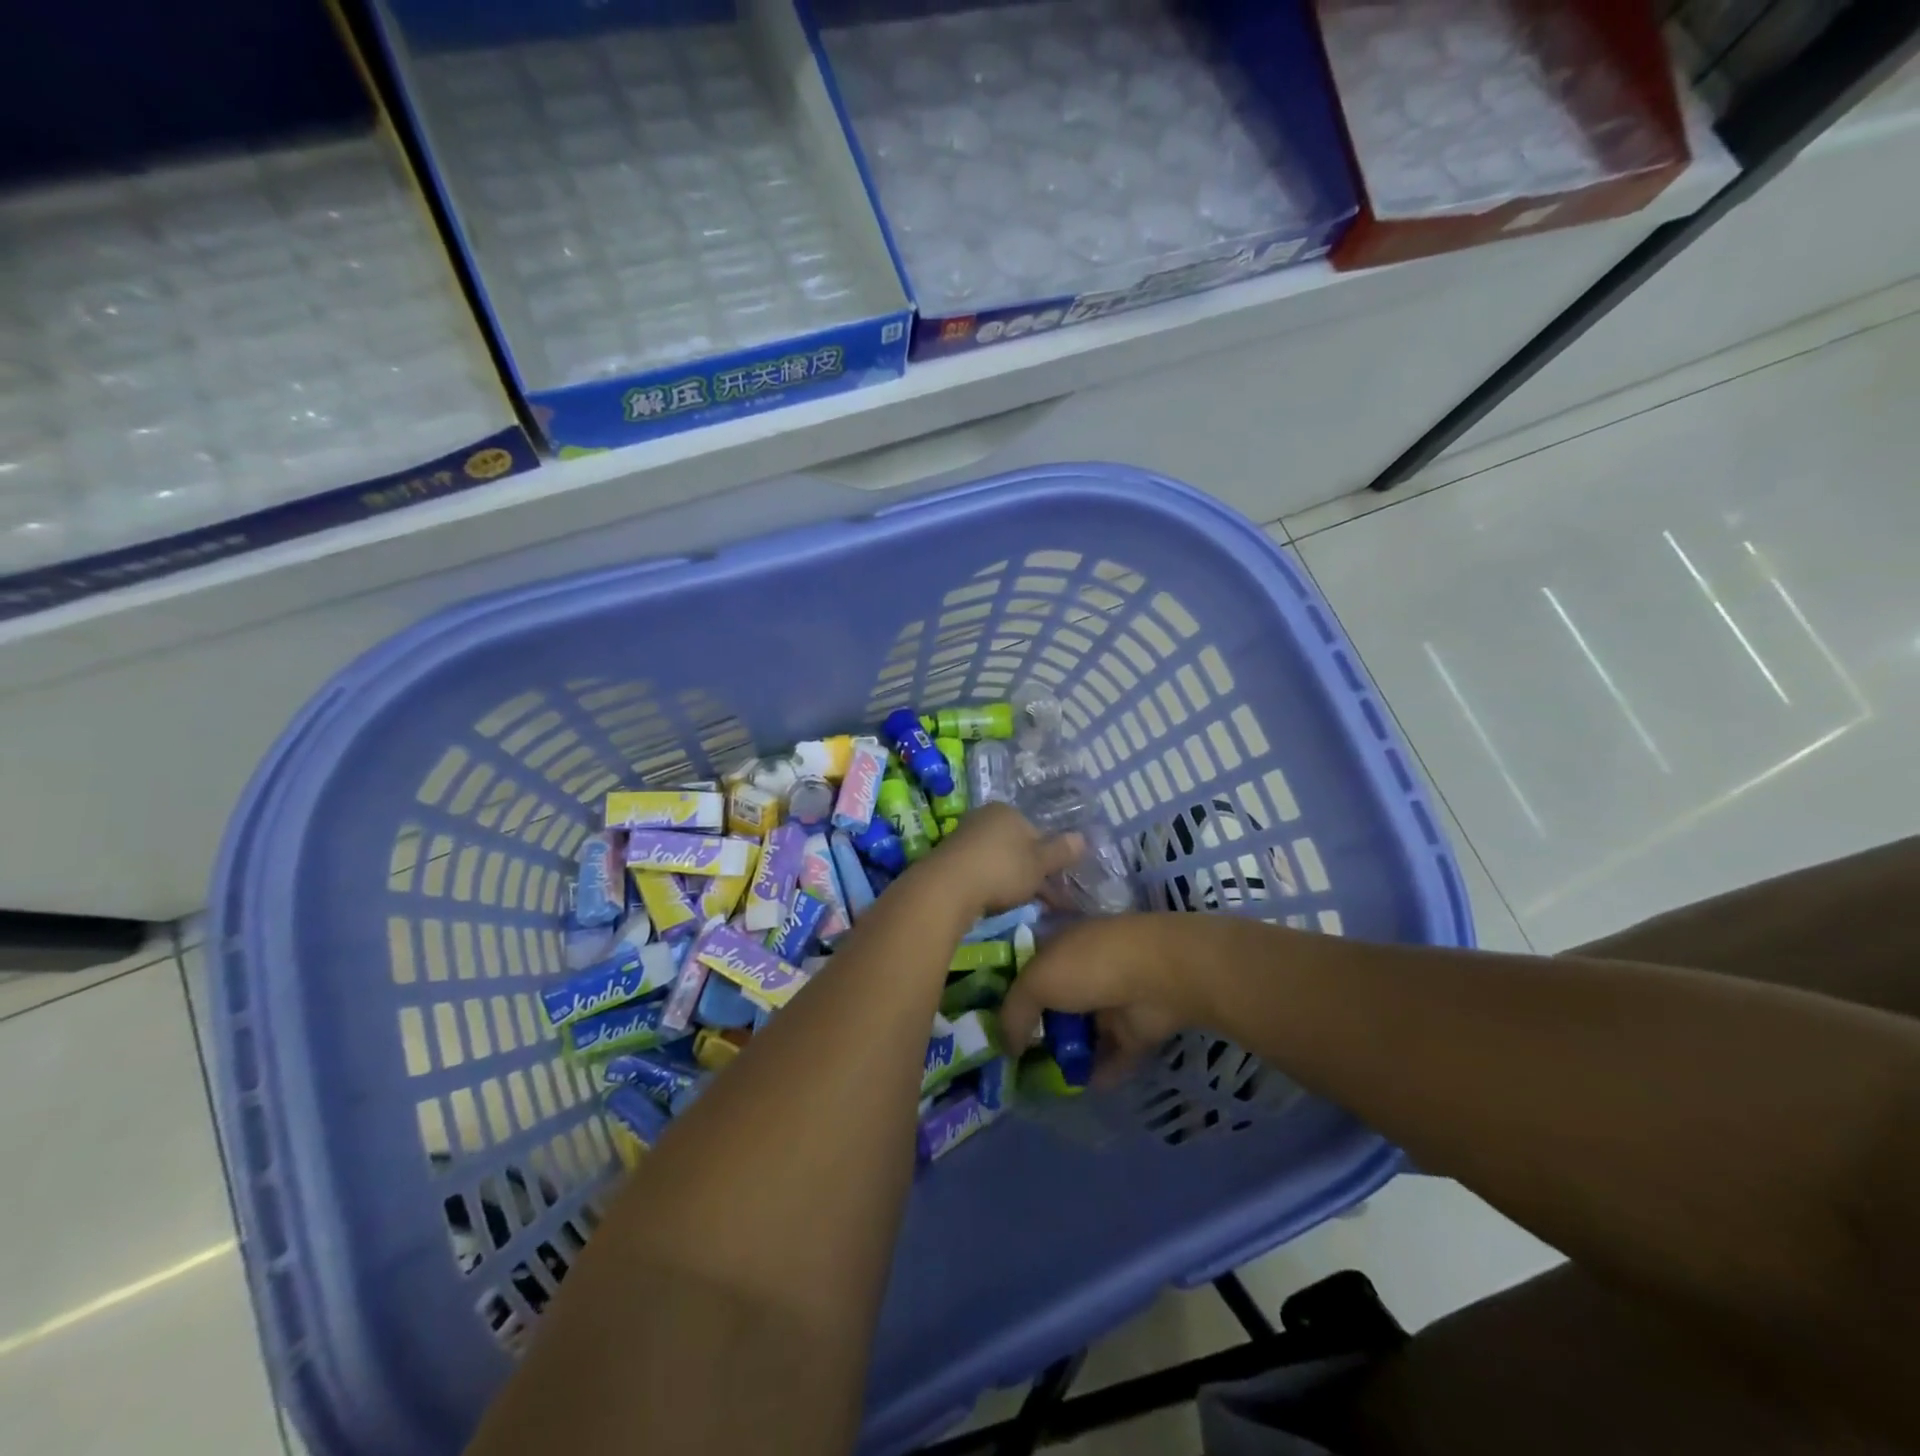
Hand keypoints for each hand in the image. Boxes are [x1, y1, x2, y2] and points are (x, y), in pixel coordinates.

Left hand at [908, 803, 1082, 922]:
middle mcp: (984, 818)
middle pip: (1017, 846)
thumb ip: (1061, 851)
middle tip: (1045, 899)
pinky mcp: (949, 860)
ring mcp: (964, 838)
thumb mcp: (1039, 863)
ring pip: (999, 860)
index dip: (1049, 858)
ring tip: (1024, 905)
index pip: (1036, 832)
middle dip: (1032, 871)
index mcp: (1007, 811)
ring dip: (1013, 881)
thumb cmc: (1001, 869)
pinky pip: (980, 871)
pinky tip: (997, 903)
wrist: (947, 887)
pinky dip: (992, 885)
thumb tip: (1081, 838)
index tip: (1057, 883)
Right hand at [1000, 915, 1216, 1088]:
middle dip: (1037, 1031)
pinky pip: (1113, 1055)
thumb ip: (1014, 1013)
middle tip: (1014, 1064)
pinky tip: (1079, 1090)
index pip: (1028, 971)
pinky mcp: (1137, 1029)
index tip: (991, 1028)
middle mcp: (1084, 970)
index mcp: (1059, 947)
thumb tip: (1005, 1046)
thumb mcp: (1037, 982)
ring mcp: (1112, 1000)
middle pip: (1054, 1003)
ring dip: (1068, 1054)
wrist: (1159, 976)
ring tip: (1042, 1085)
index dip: (1011, 997)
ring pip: (1083, 1031)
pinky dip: (1099, 1071)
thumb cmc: (1089, 966)